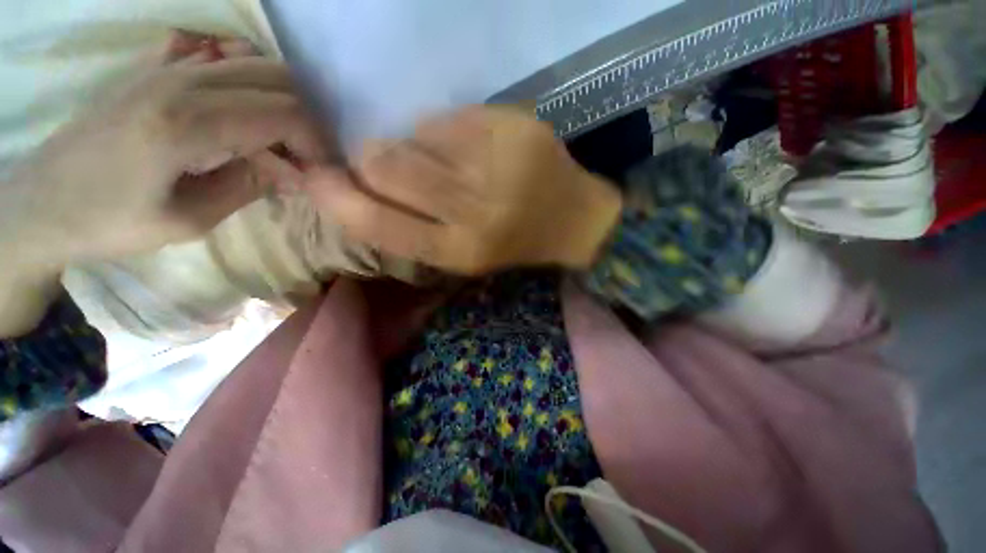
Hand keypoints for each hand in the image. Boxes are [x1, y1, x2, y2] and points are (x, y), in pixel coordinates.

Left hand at [2, 55, 325, 273]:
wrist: (39, 202)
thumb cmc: (109, 222)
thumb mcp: (189, 220)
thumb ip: (249, 186)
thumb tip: (297, 175)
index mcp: (187, 124)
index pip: (284, 113)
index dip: (316, 142)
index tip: (323, 173)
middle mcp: (181, 81)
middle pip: (277, 79)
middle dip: (307, 120)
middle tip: (308, 158)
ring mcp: (166, 68)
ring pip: (255, 65)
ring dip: (283, 102)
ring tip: (283, 142)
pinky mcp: (156, 69)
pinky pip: (223, 60)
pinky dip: (253, 86)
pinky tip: (249, 116)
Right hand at [303, 106, 621, 275]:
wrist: (572, 220)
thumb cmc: (513, 243)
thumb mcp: (462, 255)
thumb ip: (410, 228)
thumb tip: (354, 185)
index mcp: (460, 250)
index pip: (376, 221)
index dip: (334, 197)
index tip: (318, 179)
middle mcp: (476, 210)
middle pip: (385, 163)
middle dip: (374, 161)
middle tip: (393, 166)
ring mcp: (497, 163)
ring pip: (413, 134)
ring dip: (414, 147)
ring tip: (446, 164)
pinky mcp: (513, 126)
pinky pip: (449, 116)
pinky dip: (447, 132)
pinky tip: (473, 150)